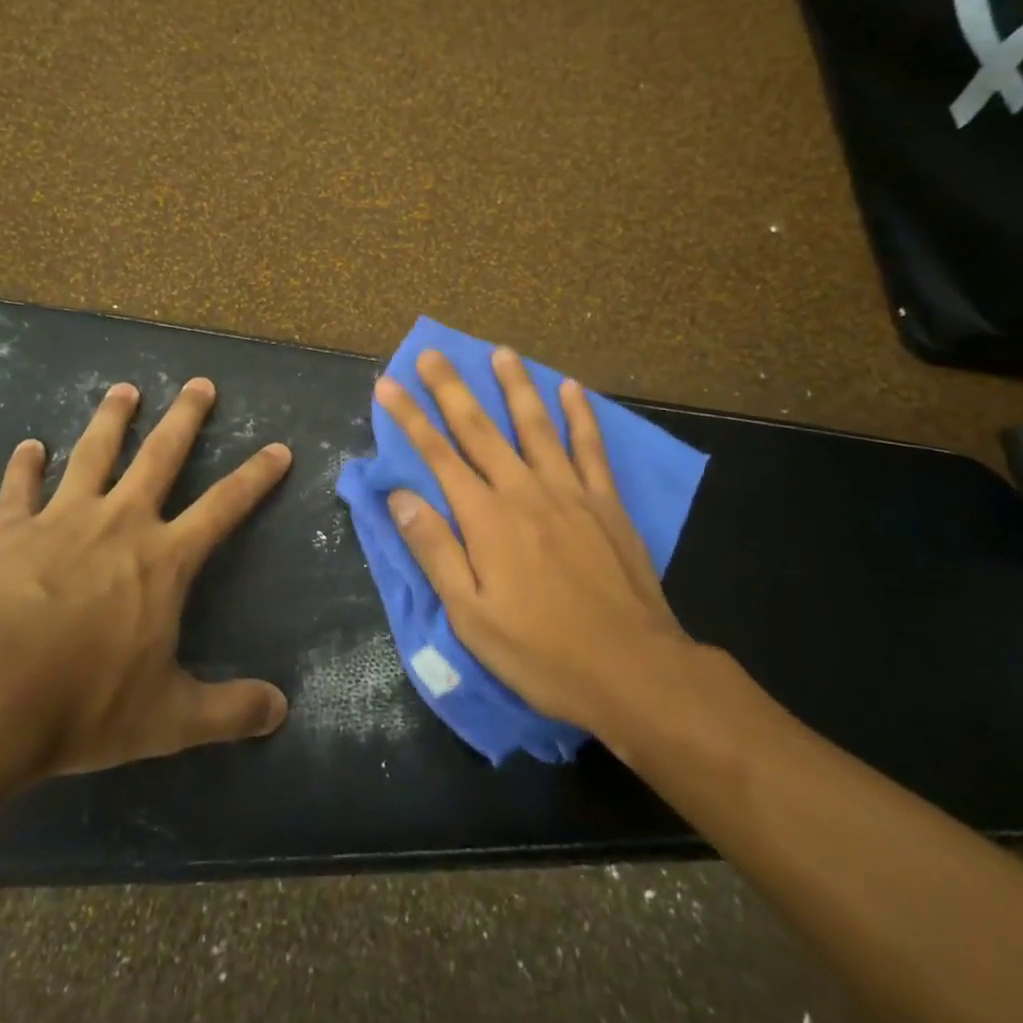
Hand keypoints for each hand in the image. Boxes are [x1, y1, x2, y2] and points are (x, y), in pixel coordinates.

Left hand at [0, 377, 291, 786]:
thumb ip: (228, 711)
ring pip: (93, 453)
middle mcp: (120, 523)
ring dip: (111, 419)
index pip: (225, 506)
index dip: (256, 476)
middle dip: (185, 418)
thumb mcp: (167, 719)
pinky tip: (29, 445)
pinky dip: (24, 465)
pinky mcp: (8, 531)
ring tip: (124, 389)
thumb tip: (281, 711)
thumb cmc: (84, 704)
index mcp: (164, 559)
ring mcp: (62, 520)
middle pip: (160, 456)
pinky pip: (19, 488)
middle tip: (199, 383)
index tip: (278, 448)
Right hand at [376, 348, 691, 730]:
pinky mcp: (606, 502)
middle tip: (432, 353)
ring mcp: (570, 492)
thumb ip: (436, 551)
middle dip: (451, 389)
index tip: (388, 384)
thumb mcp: (471, 617)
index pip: (438, 456)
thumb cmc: (542, 653)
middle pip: (480, 429)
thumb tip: (401, 497)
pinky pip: (590, 447)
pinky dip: (580, 415)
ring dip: (515, 386)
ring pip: (536, 425)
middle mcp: (524, 491)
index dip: (410, 418)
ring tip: (501, 352)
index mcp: (487, 519)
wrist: (634, 671)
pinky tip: (571, 387)